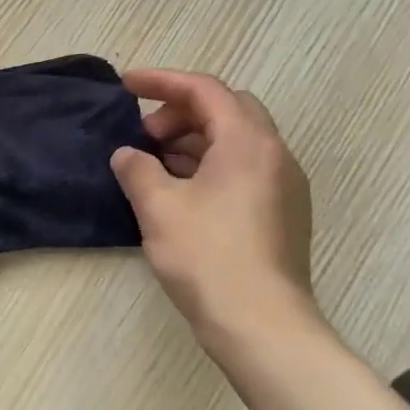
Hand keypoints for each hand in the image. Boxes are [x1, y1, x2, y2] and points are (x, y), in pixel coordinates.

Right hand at [110, 68, 321, 347]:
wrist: (263, 328)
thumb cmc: (208, 257)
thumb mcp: (159, 207)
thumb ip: (137, 168)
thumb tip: (128, 155)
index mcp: (247, 142)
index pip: (204, 89)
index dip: (161, 81)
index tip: (125, 86)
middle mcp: (274, 154)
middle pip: (225, 109)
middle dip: (180, 111)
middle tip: (145, 135)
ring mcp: (284, 186)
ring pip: (235, 141)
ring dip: (193, 140)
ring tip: (154, 165)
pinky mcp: (282, 214)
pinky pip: (243, 169)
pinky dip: (209, 165)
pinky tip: (180, 193)